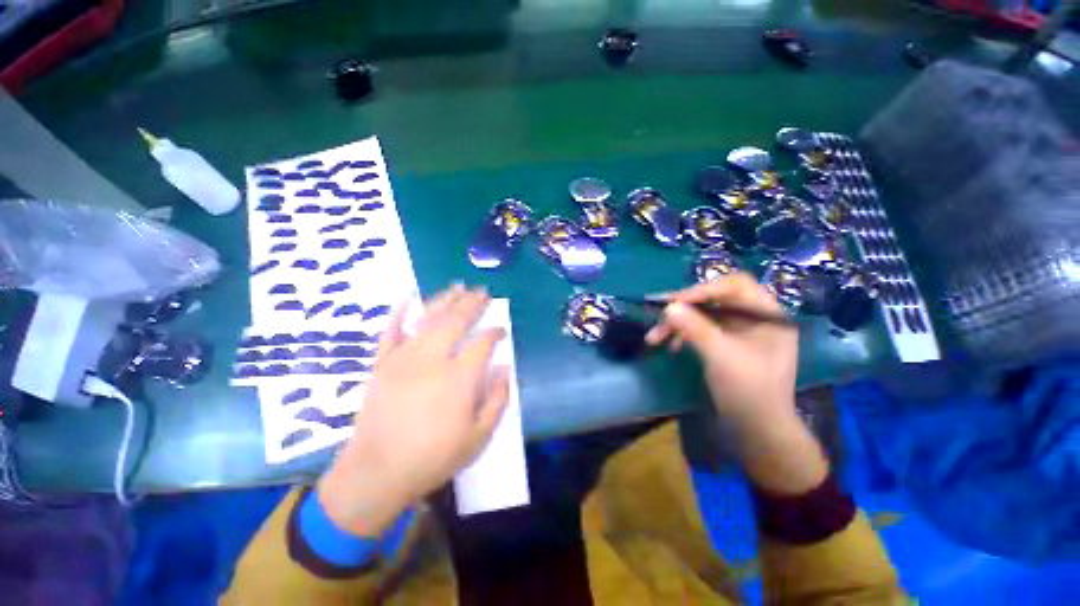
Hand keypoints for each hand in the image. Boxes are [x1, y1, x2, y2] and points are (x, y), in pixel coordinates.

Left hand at [318, 285, 508, 534]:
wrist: (376, 472)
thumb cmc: (433, 458)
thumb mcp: (478, 437)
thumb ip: (497, 399)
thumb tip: (505, 368)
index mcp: (458, 378)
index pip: (482, 343)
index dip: (494, 332)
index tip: (501, 330)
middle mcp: (432, 359)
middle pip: (456, 321)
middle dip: (473, 304)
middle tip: (484, 293)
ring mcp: (403, 358)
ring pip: (428, 318)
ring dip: (445, 299)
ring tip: (459, 286)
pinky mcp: (382, 364)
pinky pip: (391, 331)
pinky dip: (399, 312)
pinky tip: (408, 297)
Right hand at [646, 273, 826, 493]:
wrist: (757, 432)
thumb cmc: (748, 392)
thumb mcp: (721, 356)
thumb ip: (695, 327)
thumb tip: (668, 306)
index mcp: (768, 315)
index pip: (735, 286)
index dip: (703, 289)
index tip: (674, 302)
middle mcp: (755, 319)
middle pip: (715, 300)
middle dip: (684, 309)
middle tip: (659, 317)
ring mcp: (740, 332)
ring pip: (704, 316)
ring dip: (679, 323)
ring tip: (654, 338)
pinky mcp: (727, 345)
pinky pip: (702, 330)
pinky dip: (684, 335)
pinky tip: (671, 346)